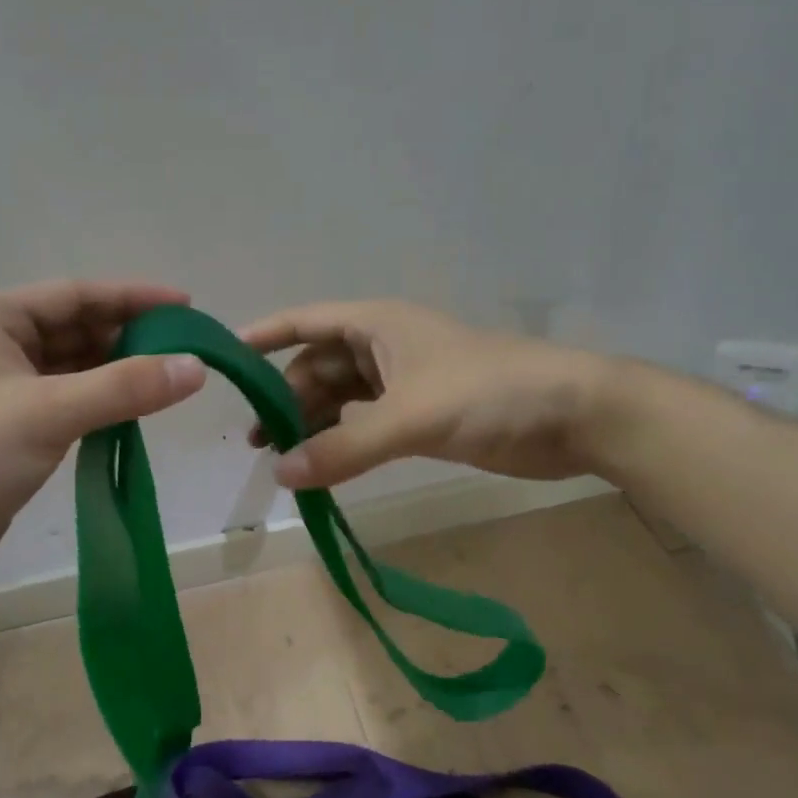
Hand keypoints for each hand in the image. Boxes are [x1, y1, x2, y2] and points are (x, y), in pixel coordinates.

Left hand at [0, 280, 205, 589]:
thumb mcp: (49, 413)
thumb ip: (125, 387)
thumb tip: (196, 366)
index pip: (74, 295)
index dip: (132, 298)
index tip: (185, 306)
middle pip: (74, 327)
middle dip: (127, 336)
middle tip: (183, 350)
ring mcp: (0, 385)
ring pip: (72, 365)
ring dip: (116, 371)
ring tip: (168, 379)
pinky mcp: (10, 423)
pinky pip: (66, 398)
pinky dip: (100, 401)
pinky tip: (133, 410)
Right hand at [240, 300, 610, 490]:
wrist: (574, 415)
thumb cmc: (489, 392)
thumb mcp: (410, 417)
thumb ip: (344, 446)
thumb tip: (280, 474)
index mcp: (376, 325)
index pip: (304, 322)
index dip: (264, 336)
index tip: (222, 357)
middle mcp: (382, 348)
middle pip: (317, 368)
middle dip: (285, 398)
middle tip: (256, 440)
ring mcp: (402, 382)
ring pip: (340, 399)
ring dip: (312, 424)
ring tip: (281, 460)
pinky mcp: (421, 415)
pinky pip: (364, 425)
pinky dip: (342, 442)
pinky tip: (323, 468)